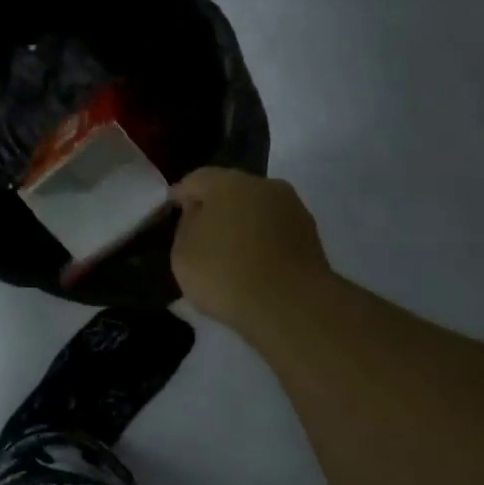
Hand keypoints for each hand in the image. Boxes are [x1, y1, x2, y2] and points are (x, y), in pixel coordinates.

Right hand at [170, 168, 334, 334]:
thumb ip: (186, 227)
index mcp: (226, 182)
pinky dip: (263, 242)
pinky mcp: (311, 235)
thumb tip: (198, 214)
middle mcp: (263, 185)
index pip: (196, 179)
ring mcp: (292, 208)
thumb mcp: (183, 254)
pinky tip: (254, 265)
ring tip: (229, 252)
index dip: (181, 194)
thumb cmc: (225, 274)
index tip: (172, 209)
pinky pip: (275, 232)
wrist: (291, 305)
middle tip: (200, 232)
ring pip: (257, 211)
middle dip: (215, 208)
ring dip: (243, 225)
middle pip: (231, 191)